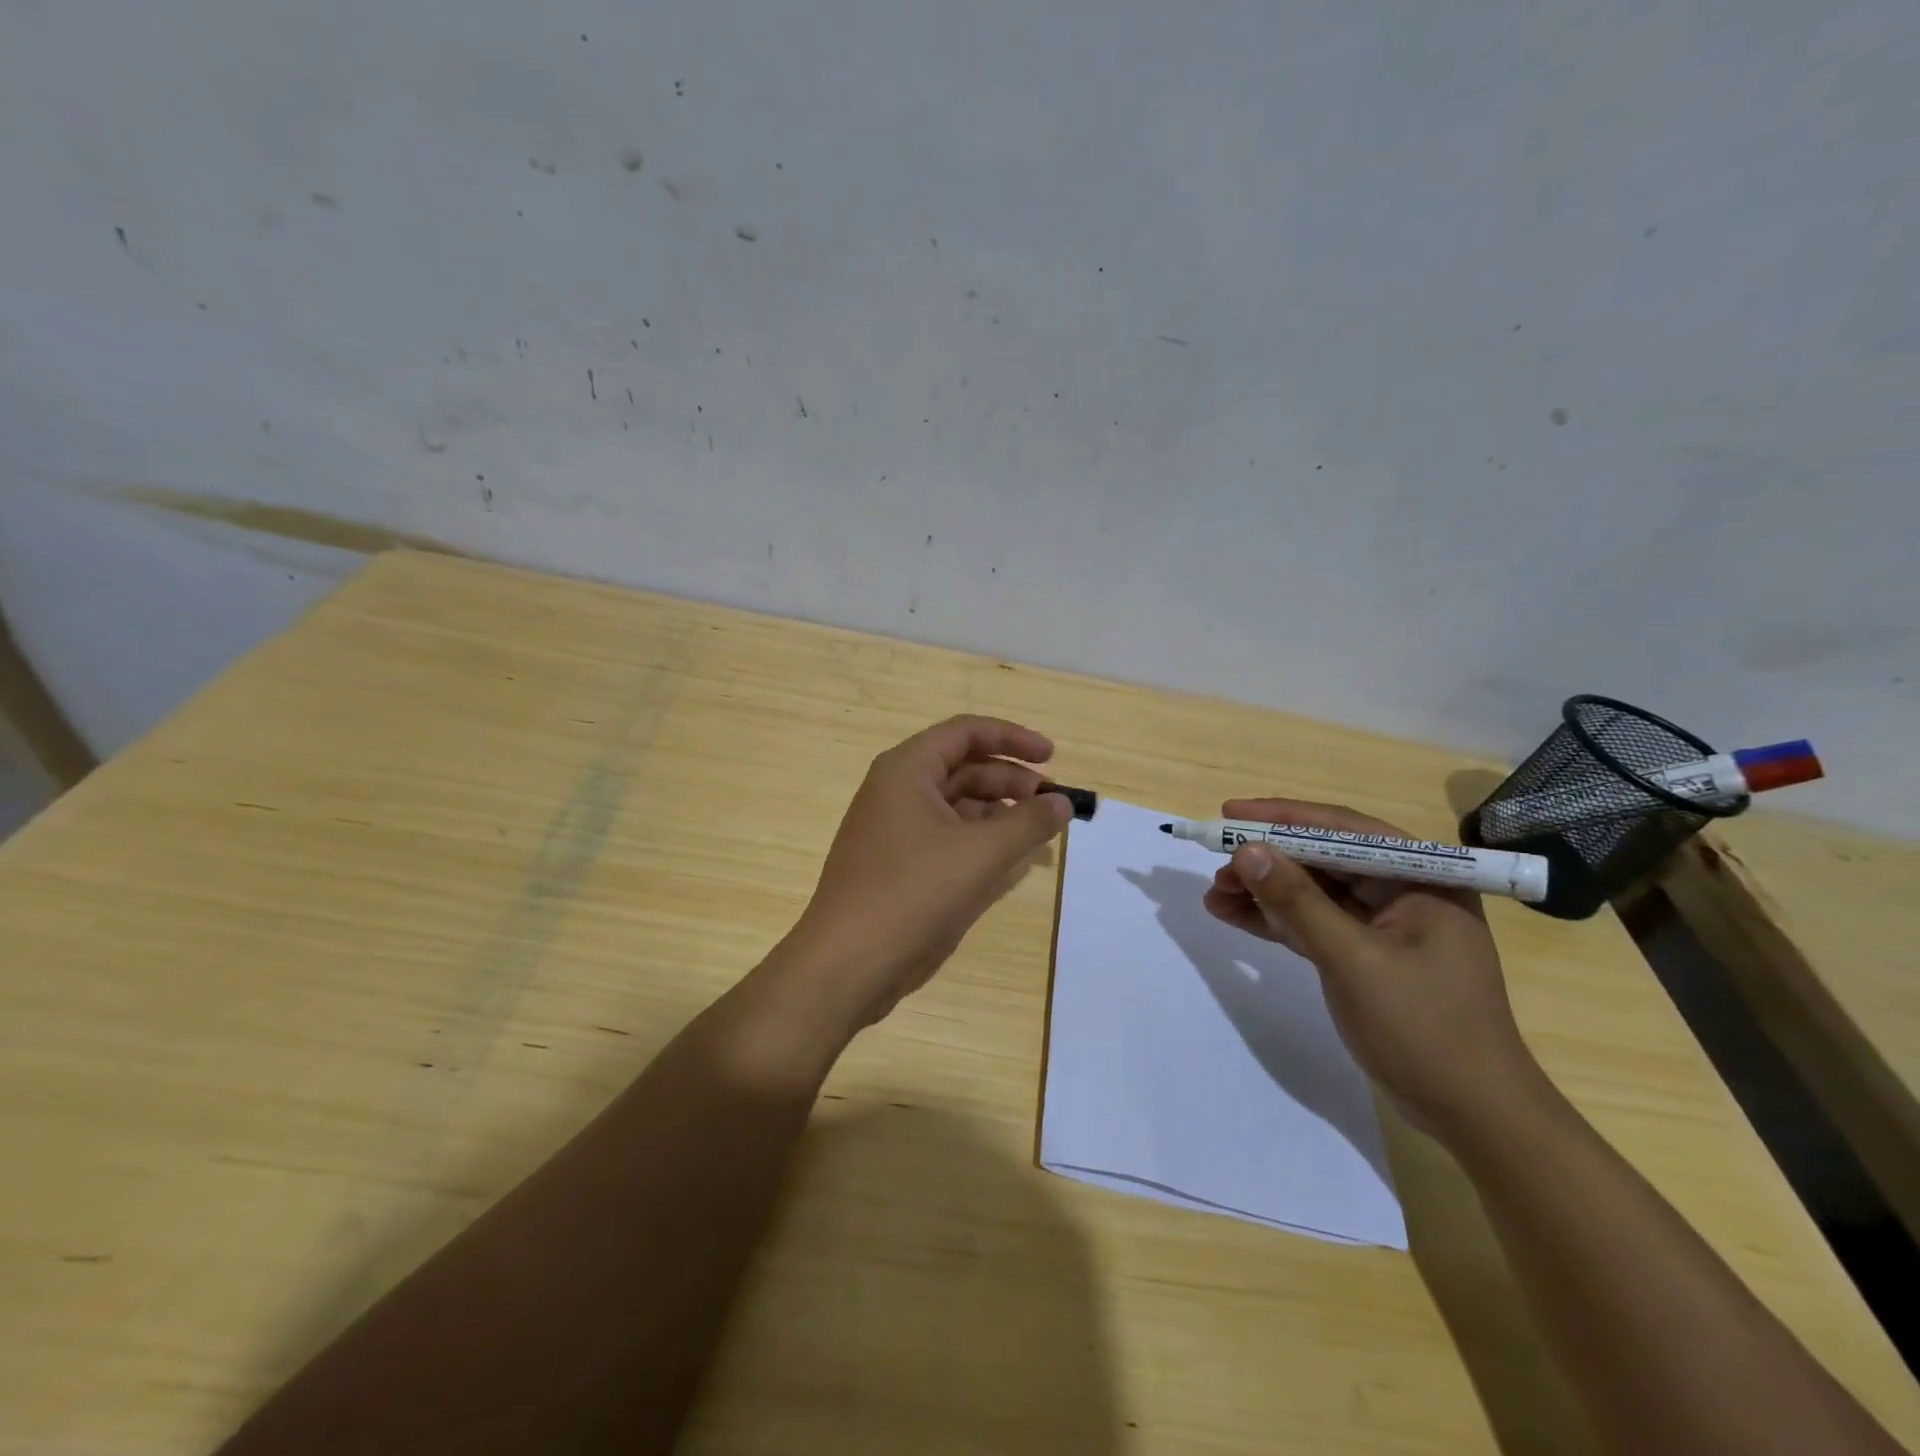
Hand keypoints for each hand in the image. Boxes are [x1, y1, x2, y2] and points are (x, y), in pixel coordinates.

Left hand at [776, 716, 1072, 1030]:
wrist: (847, 965)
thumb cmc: (913, 894)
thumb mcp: (982, 853)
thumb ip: (1029, 822)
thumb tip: (1062, 802)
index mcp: (907, 770)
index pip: (966, 732)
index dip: (1012, 739)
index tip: (1052, 757)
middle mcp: (897, 792)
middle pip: (963, 769)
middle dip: (1010, 781)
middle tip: (1052, 803)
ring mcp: (895, 831)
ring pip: (956, 807)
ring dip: (999, 815)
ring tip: (1038, 834)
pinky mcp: (898, 867)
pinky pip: (947, 840)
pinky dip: (979, 844)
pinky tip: (1010, 862)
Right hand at [1202, 798, 1550, 1138]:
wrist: (1472, 1115)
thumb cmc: (1424, 1029)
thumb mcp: (1353, 960)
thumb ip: (1298, 902)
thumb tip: (1246, 851)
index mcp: (1423, 878)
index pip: (1343, 830)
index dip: (1283, 818)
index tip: (1230, 814)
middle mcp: (1406, 891)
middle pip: (1324, 859)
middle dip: (1268, 862)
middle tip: (1216, 866)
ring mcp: (1386, 926)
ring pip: (1314, 893)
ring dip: (1265, 893)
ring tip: (1214, 896)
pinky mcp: (1368, 955)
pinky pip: (1315, 924)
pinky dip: (1277, 921)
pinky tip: (1234, 916)